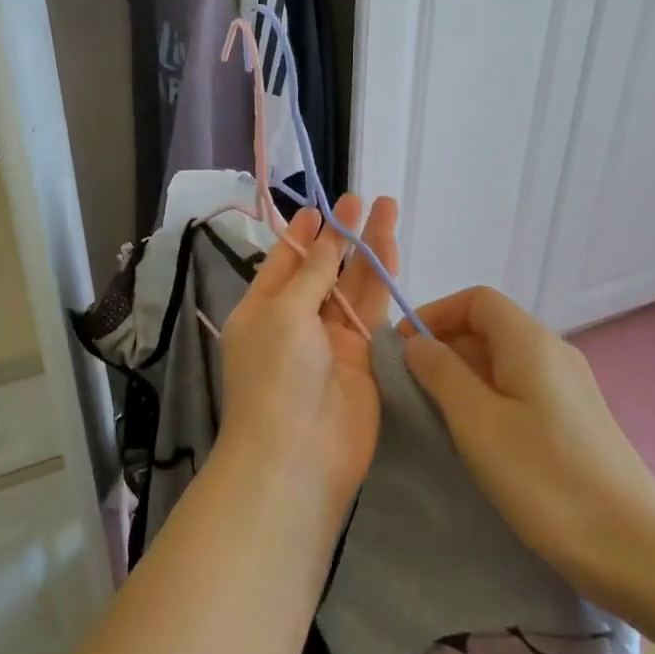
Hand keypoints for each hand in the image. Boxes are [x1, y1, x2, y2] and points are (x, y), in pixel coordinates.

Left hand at [217, 195, 399, 511]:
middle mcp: (295, 322)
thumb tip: (323, 238)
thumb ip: (310, 274)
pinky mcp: (363, 357)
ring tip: (387, 210)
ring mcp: (331, 341)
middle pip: (322, 269)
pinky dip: (382, 281)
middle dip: (341, 235)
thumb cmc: (275, 376)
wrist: (299, 454)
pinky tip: (393, 251)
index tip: (320, 206)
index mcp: (262, 310)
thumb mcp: (283, 313)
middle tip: (362, 199)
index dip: (302, 234)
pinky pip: (373, 311)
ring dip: (368, 250)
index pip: (284, 263)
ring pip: (353, 286)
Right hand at [402, 286, 654, 622]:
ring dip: (464, 374)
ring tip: (436, 414)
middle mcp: (554, 352)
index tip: (402, 351)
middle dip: (444, 346)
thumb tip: (417, 344)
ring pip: (504, 360)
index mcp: (531, 342)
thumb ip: (441, 374)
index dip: (434, 314)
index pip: (476, 299)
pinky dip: (488, 396)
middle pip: (490, 326)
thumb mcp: (478, 423)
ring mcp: (570, 387)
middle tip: (411, 387)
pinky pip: (521, 388)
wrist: (638, 552)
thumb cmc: (547, 480)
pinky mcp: (576, 420)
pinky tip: (478, 437)